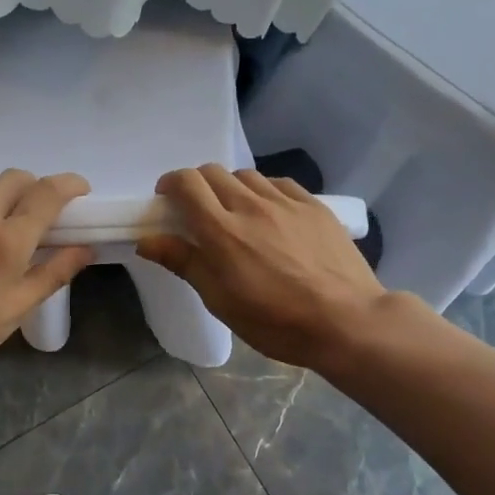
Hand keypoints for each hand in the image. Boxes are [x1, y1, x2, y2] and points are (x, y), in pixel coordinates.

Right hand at [136, 165, 390, 370]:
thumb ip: (185, 263)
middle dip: (197, 185)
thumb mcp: (221, 301)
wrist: (347, 321)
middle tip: (198, 211)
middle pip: (213, 172)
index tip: (166, 200)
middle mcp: (251, 206)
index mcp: (222, 231)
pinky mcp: (314, 205)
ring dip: (230, 187)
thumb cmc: (276, 322)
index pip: (187, 183)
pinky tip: (270, 214)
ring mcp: (286, 202)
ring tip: (235, 214)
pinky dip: (263, 191)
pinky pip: (278, 184)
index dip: (170, 184)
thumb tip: (147, 240)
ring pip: (246, 175)